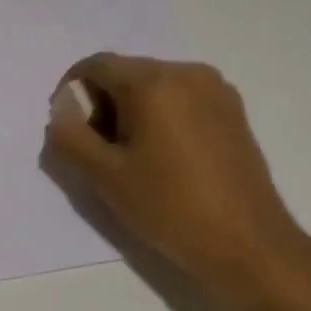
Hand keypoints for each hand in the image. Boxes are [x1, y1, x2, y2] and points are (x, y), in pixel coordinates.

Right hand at [44, 54, 310, 298]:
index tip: (70, 131)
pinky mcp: (232, 111)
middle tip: (98, 152)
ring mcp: (216, 90)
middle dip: (102, 105)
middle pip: (125, 73)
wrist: (249, 245)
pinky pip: (180, 99)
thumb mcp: (105, 177)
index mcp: (153, 82)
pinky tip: (163, 158)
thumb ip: (70, 137)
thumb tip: (62, 111)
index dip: (71, 92)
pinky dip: (159, 117)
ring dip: (130, 112)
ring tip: (132, 159)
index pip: (95, 66)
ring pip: (153, 87)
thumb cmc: (170, 208)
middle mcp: (187, 72)